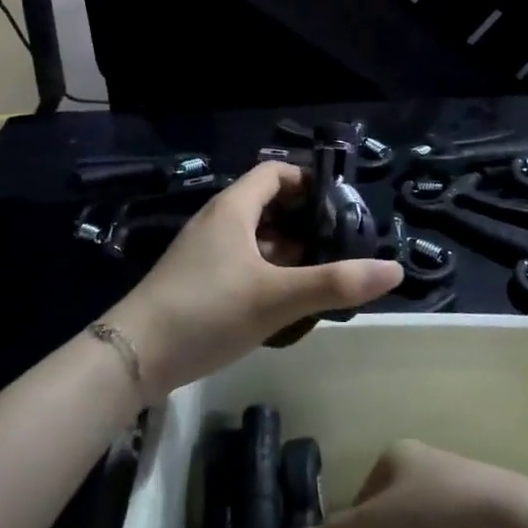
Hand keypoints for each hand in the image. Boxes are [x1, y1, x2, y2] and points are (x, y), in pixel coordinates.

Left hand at [104, 162, 401, 400]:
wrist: (132, 355)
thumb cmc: (206, 312)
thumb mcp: (276, 298)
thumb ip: (334, 283)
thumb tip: (394, 268)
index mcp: (233, 208)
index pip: (275, 173)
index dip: (308, 181)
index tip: (341, 205)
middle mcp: (217, 221)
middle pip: (267, 203)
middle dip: (304, 219)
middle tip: (340, 243)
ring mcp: (204, 251)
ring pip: (255, 235)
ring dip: (287, 247)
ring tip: (322, 271)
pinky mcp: (197, 279)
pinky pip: (241, 260)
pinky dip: (267, 268)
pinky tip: (285, 297)